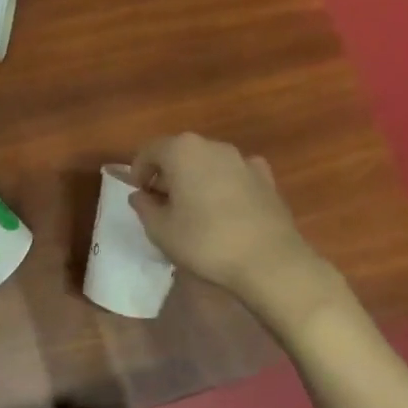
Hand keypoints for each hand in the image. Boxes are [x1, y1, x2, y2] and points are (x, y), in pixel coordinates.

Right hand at [128, 134, 337, 312]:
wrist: (269, 261)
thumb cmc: (205, 242)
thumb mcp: (160, 230)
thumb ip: (144, 207)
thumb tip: (140, 195)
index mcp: (182, 151)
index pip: (149, 150)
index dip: (138, 172)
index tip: (139, 195)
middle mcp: (213, 146)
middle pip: (180, 153)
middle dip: (167, 174)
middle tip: (162, 205)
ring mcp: (244, 160)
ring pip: (208, 163)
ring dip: (195, 179)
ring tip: (193, 210)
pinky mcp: (266, 179)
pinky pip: (234, 175)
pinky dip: (223, 185)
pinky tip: (225, 210)